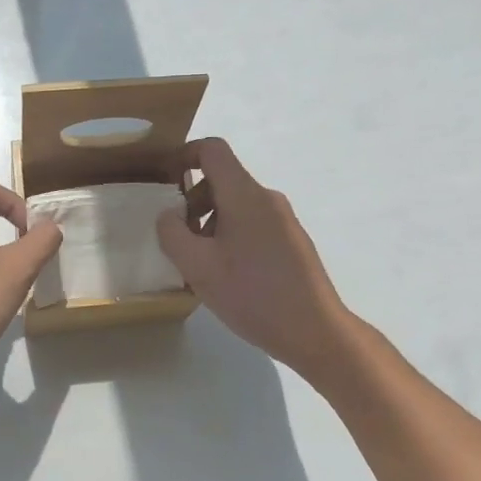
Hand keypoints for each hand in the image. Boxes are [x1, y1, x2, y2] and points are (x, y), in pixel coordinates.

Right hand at [155, 138, 355, 378]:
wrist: (314, 330)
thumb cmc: (252, 294)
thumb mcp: (197, 266)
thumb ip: (172, 233)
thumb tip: (169, 215)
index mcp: (244, 194)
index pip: (212, 149)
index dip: (184, 156)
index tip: (166, 183)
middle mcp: (267, 198)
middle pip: (223, 180)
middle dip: (193, 202)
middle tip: (179, 239)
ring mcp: (284, 220)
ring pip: (237, 206)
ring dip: (210, 223)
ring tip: (201, 265)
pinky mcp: (292, 242)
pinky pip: (253, 224)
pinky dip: (231, 237)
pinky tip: (228, 276)